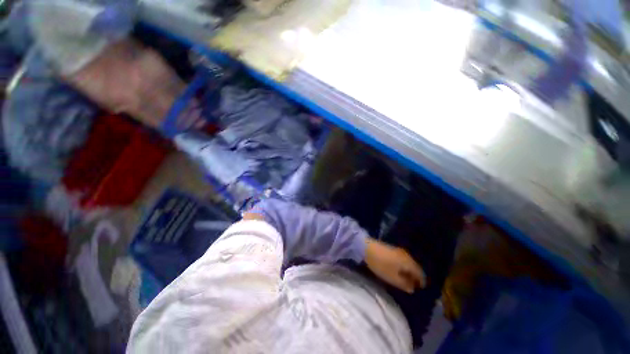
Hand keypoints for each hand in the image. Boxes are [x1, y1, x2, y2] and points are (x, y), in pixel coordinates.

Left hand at [365, 238, 425, 293]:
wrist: (367, 248)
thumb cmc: (381, 265)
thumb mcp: (393, 278)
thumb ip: (404, 285)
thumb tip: (412, 289)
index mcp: (409, 262)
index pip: (420, 273)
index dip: (421, 281)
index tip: (420, 289)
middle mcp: (406, 255)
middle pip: (415, 267)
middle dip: (415, 276)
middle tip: (413, 285)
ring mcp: (398, 251)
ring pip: (408, 263)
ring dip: (408, 271)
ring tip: (405, 279)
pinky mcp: (391, 249)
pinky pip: (402, 259)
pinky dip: (403, 266)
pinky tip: (398, 270)